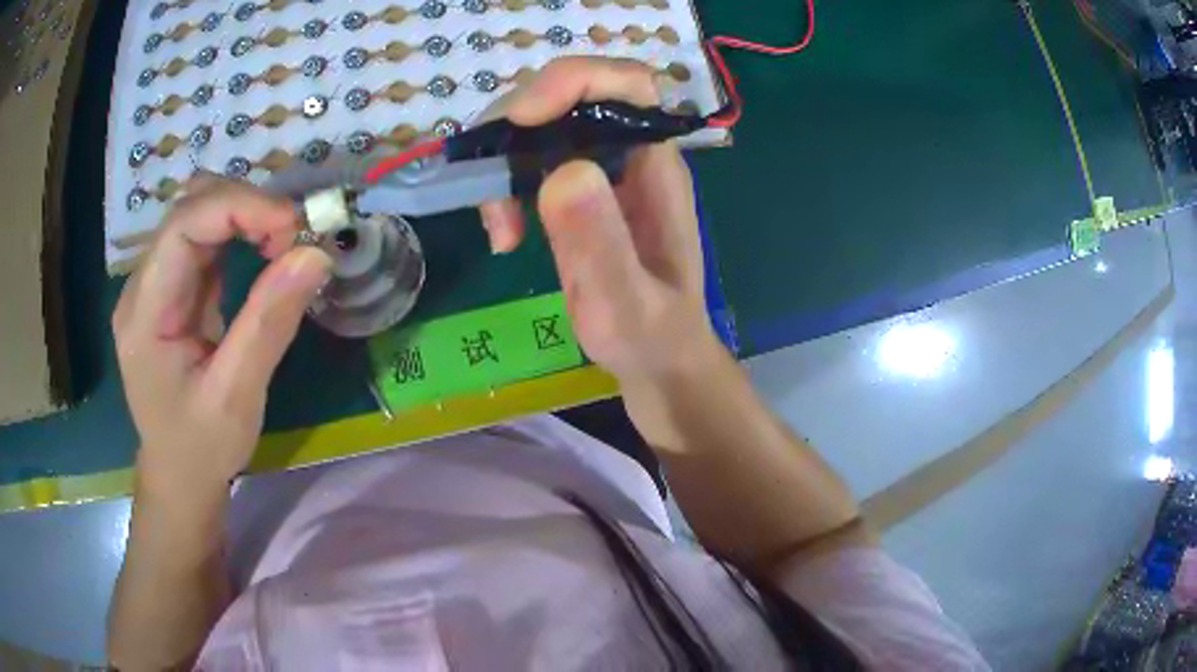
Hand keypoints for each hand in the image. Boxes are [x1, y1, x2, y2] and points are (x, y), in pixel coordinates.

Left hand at [113, 175, 331, 493]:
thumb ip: (269, 324)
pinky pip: (205, 238)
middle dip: (246, 206)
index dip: (239, 207)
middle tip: (294, 236)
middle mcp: (142, 286)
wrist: (179, 476)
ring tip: (284, 242)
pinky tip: (265, 250)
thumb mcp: (236, 396)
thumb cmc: (201, 448)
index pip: (183, 225)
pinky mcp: (173, 289)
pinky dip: (240, 231)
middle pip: (190, 209)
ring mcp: (155, 284)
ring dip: (245, 214)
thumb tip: (314, 255)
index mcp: (145, 313)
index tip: (293, 225)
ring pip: (198, 214)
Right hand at [479, 57, 720, 382]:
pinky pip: (531, 159)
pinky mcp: (579, 190)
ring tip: (501, 228)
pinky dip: (504, 185)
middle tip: (491, 189)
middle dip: (517, 127)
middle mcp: (631, 153)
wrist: (659, 359)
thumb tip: (562, 172)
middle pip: (570, 95)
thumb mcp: (623, 305)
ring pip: (541, 124)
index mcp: (656, 166)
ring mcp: (603, 168)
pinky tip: (506, 235)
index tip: (520, 120)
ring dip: (502, 161)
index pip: (627, 83)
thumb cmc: (650, 337)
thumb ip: (599, 245)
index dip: (572, 81)